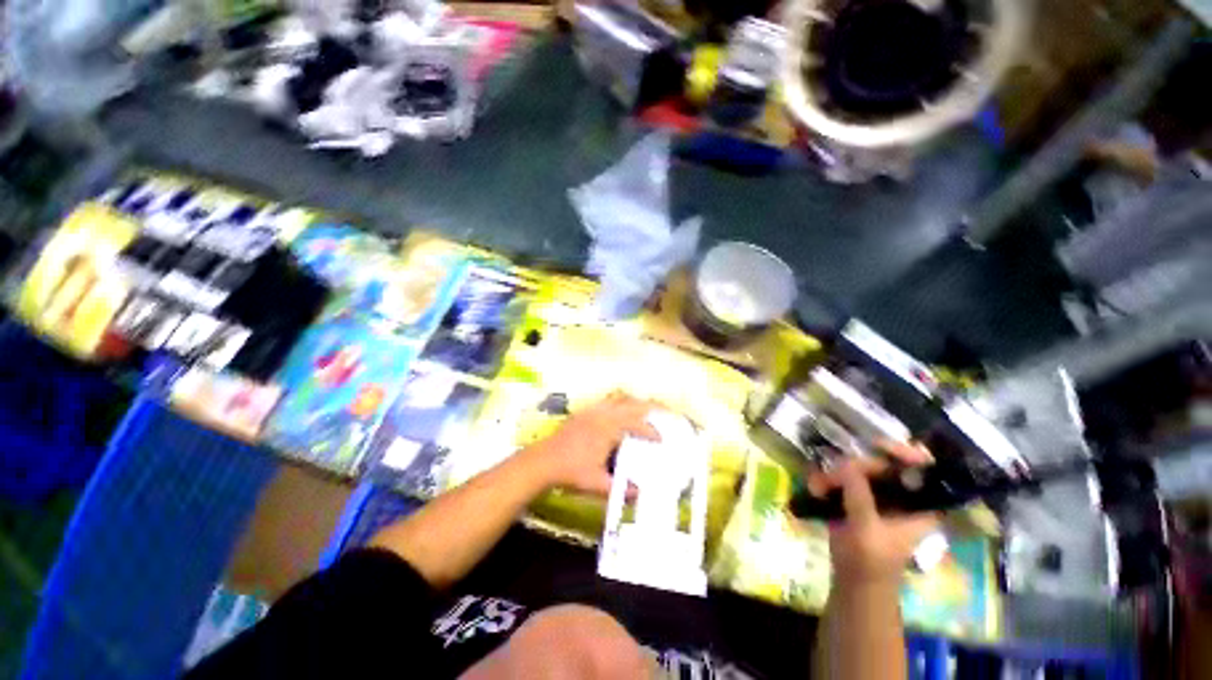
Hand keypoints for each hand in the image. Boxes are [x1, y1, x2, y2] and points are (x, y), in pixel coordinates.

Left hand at [521, 393, 659, 496]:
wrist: (544, 461)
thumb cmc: (572, 471)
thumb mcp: (597, 483)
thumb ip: (619, 489)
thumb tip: (639, 493)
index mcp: (609, 429)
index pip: (636, 425)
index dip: (651, 431)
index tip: (660, 439)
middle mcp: (603, 415)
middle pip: (631, 404)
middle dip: (649, 407)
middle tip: (663, 412)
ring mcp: (593, 410)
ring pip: (619, 398)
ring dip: (634, 402)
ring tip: (645, 409)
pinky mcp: (584, 411)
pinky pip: (607, 400)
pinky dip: (619, 402)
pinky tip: (620, 410)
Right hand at [809, 442, 939, 587]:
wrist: (853, 581)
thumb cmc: (871, 562)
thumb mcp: (867, 531)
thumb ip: (860, 497)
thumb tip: (846, 464)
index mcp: (919, 505)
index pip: (924, 469)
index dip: (906, 453)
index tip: (878, 447)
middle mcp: (901, 494)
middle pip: (883, 463)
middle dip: (855, 466)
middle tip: (834, 474)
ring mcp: (877, 494)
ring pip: (858, 468)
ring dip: (835, 474)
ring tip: (818, 486)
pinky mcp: (856, 496)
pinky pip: (841, 476)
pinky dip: (827, 479)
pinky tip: (815, 488)